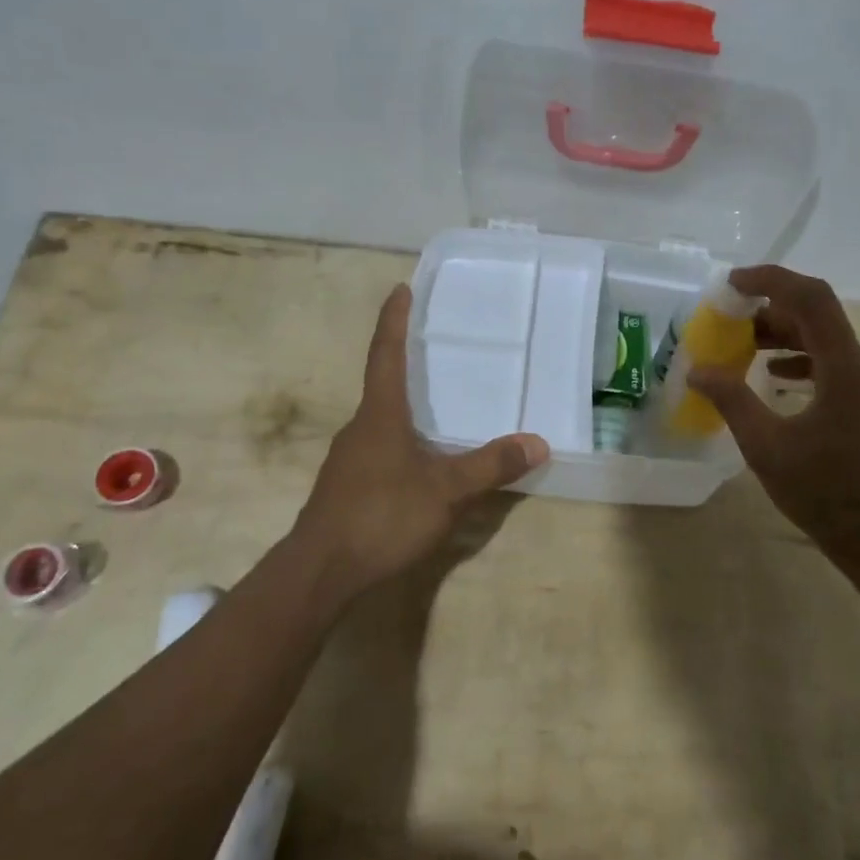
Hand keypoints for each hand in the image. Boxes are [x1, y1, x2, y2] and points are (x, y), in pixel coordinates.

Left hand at [291, 284, 548, 604]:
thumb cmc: (382, 516)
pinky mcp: (346, 486)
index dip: (394, 320)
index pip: (386, 354)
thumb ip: (490, 466)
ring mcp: (349, 459)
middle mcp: (360, 428)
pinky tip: (420, 463)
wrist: (320, 571)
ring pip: (381, 422)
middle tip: (436, 349)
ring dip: (405, 408)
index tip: (400, 288)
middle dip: (406, 364)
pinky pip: (379, 449)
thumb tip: (538, 442)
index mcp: (380, 415)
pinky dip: (401, 442)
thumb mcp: (446, 491)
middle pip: (383, 385)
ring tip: (438, 408)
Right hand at [687, 266, 859, 572]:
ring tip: (742, 344)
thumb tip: (697, 371)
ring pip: (825, 339)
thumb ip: (731, 400)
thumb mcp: (766, 446)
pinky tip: (773, 375)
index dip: (771, 280)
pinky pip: (833, 363)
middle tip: (728, 318)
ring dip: (783, 334)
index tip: (731, 283)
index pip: (811, 299)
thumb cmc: (823, 493)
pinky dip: (800, 359)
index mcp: (846, 369)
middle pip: (818, 315)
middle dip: (770, 309)